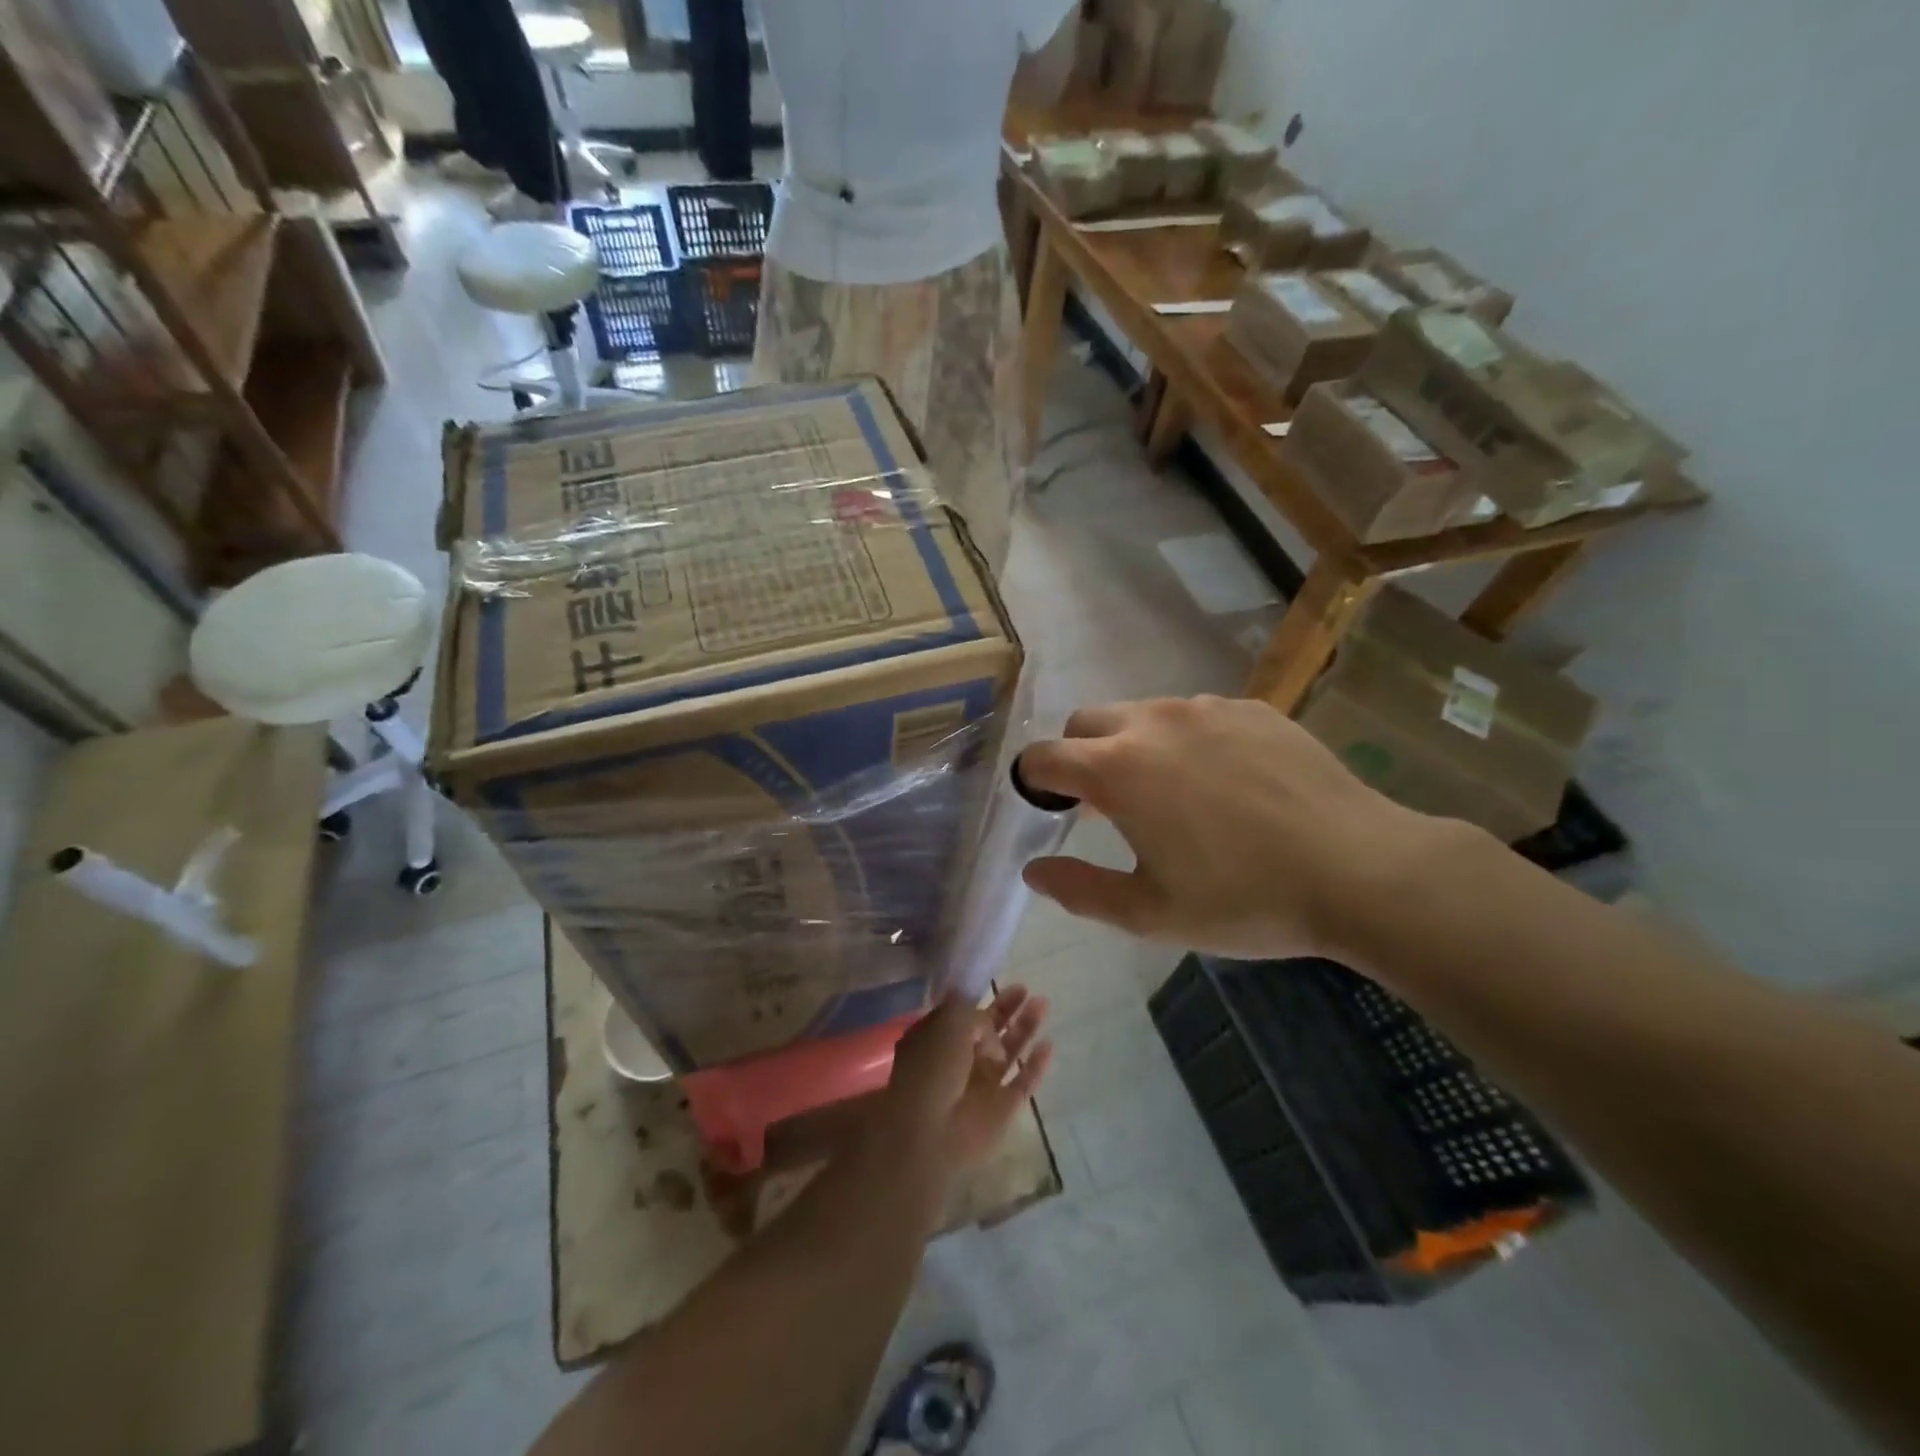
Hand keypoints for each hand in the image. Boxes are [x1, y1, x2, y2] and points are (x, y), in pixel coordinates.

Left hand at [879, 987, 1052, 1173]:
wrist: (931, 1134)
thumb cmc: (932, 1069)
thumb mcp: (949, 1023)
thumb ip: (973, 1014)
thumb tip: (989, 1023)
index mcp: (936, 1039)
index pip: (959, 1014)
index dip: (977, 997)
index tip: (992, 981)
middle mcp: (958, 1060)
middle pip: (988, 1029)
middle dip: (1006, 1008)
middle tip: (1024, 988)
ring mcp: (981, 1085)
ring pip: (1009, 1051)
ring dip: (1025, 1028)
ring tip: (1042, 1003)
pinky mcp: (1002, 1109)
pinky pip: (1024, 1082)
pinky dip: (1035, 1065)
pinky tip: (1048, 1045)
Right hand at [1018, 695, 1478, 961]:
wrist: (1360, 870)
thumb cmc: (1244, 899)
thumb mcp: (1151, 913)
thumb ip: (1080, 890)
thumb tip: (1034, 870)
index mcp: (1117, 769)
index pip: (1043, 756)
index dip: (1033, 782)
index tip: (1050, 811)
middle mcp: (1153, 722)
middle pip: (1086, 722)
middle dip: (1078, 756)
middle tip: (1105, 805)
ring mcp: (1206, 708)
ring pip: (1143, 714)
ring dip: (1134, 746)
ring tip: (1171, 795)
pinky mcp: (1252, 708)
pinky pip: (1196, 715)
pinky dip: (1187, 741)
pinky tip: (1225, 784)